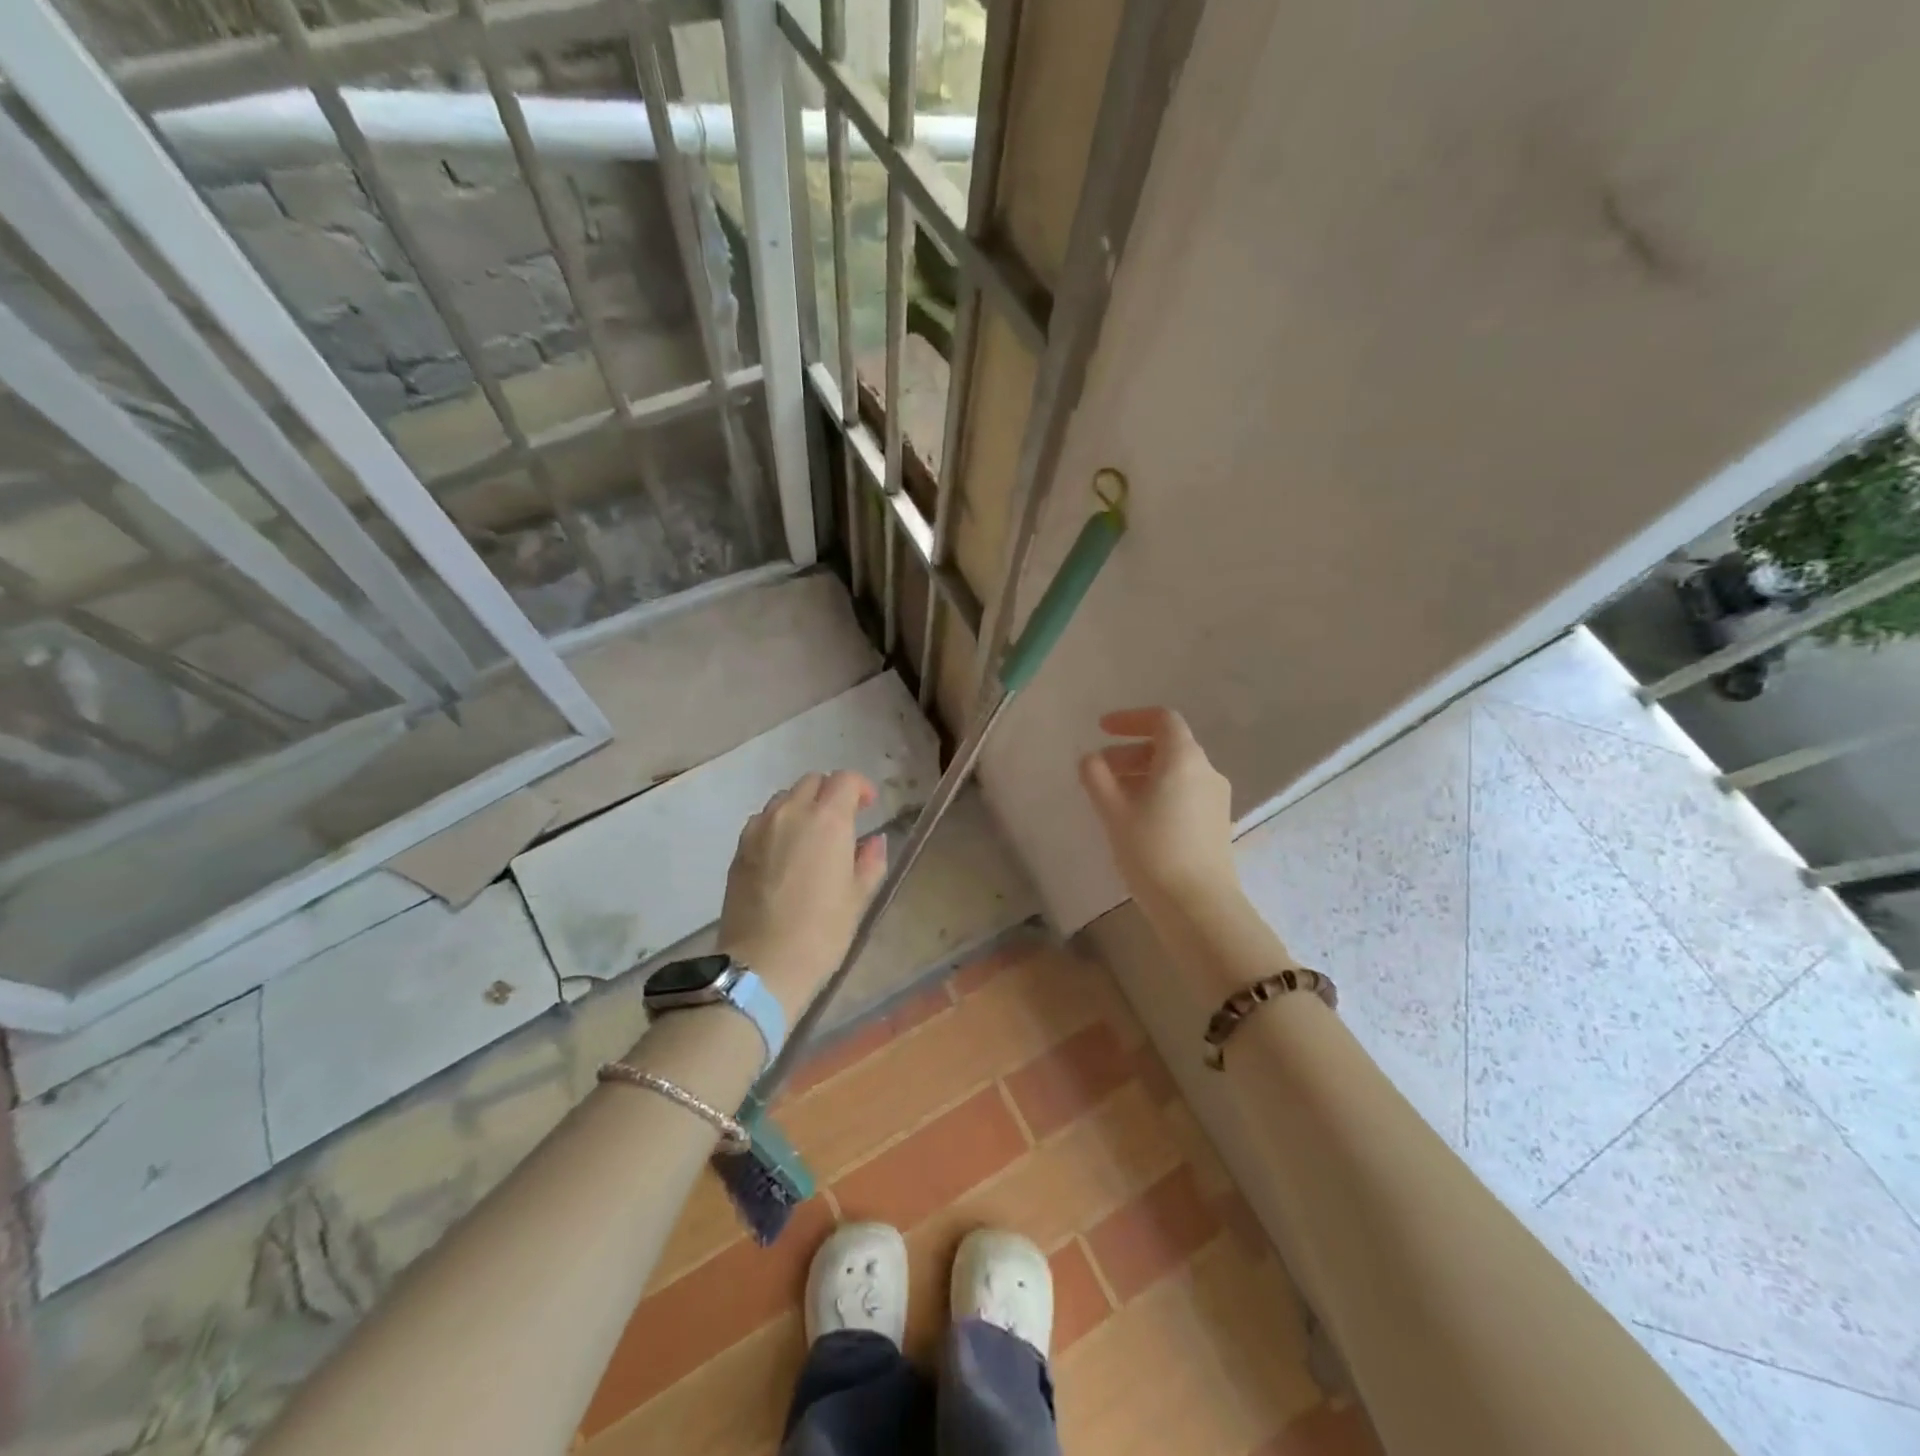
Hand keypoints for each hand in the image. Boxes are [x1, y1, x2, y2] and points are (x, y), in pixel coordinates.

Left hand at [717, 770, 887, 1017]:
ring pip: (784, 798)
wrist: (763, 965)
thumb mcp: (858, 898)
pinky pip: (763, 820)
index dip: (861, 788)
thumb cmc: (821, 932)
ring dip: (802, 806)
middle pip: (812, 782)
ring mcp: (760, 828)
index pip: (845, 780)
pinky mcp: (739, 848)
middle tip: (842, 821)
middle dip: (830, 793)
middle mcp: (792, 813)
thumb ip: (870, 861)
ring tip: (811, 837)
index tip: (869, 807)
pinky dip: (778, 824)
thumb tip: (874, 841)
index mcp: (828, 820)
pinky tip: (784, 854)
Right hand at [1079, 707, 1236, 907]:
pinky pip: (1184, 793)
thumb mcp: (1114, 811)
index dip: (1130, 719)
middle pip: (1168, 746)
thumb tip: (1090, 759)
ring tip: (1112, 798)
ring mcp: (1216, 799)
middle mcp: (1206, 772)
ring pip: (1176, 772)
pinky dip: (1158, 792)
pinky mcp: (1216, 824)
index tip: (1101, 729)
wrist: (1198, 905)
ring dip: (1142, 774)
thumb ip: (1097, 777)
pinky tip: (1136, 819)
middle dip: (1130, 752)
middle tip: (1099, 770)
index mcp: (1184, 759)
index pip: (1162, 720)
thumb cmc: (1152, 850)